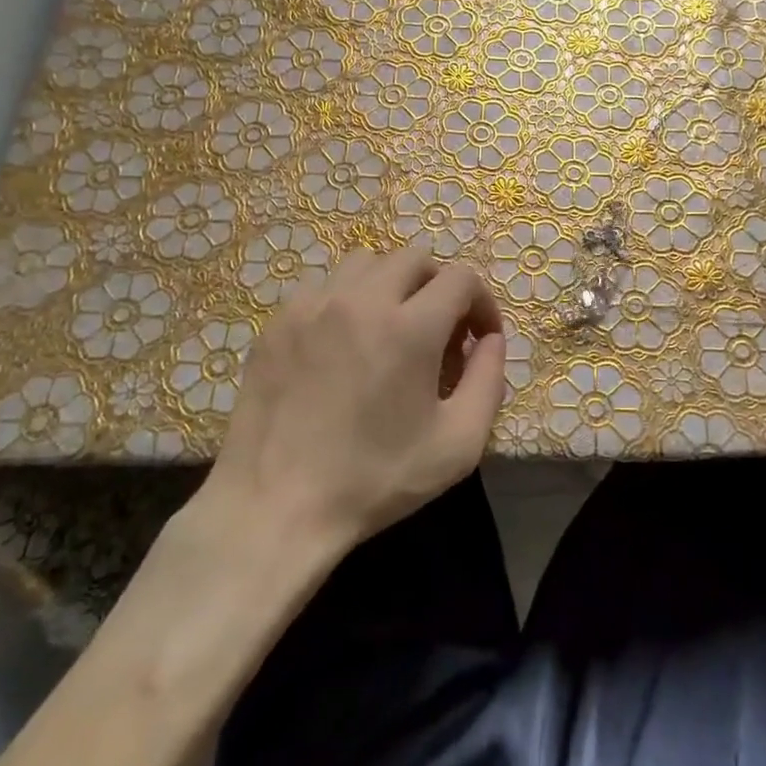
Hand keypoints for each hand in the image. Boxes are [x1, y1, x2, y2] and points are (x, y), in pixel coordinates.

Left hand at [195, 246, 506, 558]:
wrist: (274, 507)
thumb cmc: (375, 480)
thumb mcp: (458, 444)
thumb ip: (489, 380)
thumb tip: (491, 339)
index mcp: (409, 327)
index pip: (460, 278)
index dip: (481, 303)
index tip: (479, 339)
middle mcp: (361, 300)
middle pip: (414, 258)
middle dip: (439, 287)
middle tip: (439, 333)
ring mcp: (312, 306)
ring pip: (366, 263)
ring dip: (392, 286)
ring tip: (390, 330)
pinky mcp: (278, 322)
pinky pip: (324, 287)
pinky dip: (347, 301)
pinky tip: (343, 346)